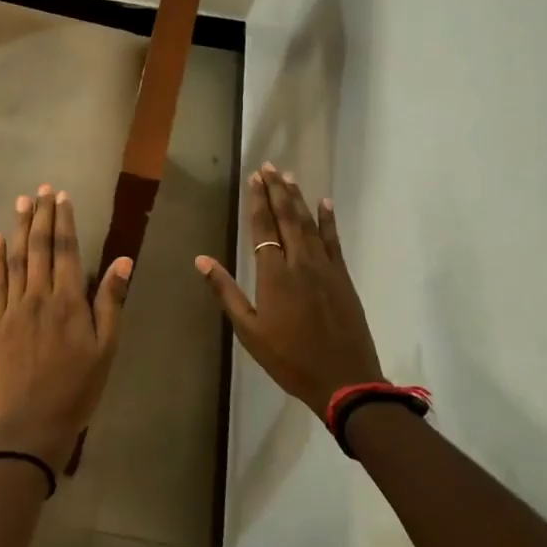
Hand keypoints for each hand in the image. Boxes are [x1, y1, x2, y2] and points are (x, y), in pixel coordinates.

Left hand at [0, 186, 131, 472]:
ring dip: (20, 229)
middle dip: (42, 217)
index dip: (65, 222)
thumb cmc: (77, 390)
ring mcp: (12, 309)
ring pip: (16, 260)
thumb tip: (123, 260)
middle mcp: (38, 297)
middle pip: (40, 248)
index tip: (62, 197)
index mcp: (69, 302)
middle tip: (41, 189)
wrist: (30, 426)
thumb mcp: (106, 350)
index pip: (67, 251)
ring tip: (21, 203)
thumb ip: (111, 303)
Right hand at [195, 163, 382, 415]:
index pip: (263, 228)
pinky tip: (325, 203)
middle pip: (287, 218)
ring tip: (289, 177)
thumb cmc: (289, 358)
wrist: (344, 380)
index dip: (258, 201)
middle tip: (270, 166)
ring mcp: (325, 267)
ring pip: (309, 224)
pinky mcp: (342, 277)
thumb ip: (226, 292)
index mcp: (274, 274)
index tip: (254, 178)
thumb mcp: (249, 330)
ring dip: (298, 199)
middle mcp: (300, 262)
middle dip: (277, 190)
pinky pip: (333, 240)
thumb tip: (202, 260)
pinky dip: (328, 220)